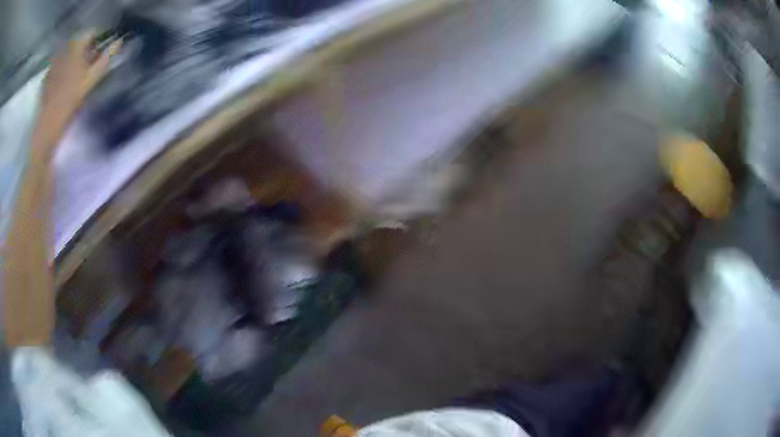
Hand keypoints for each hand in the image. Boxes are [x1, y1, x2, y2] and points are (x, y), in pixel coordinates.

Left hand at [37, 31, 120, 145]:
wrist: (47, 126)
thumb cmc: (70, 102)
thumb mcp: (90, 81)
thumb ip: (104, 60)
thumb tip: (118, 42)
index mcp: (75, 48)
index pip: (90, 33)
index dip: (96, 40)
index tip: (97, 53)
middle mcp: (64, 51)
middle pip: (77, 43)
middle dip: (83, 51)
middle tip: (86, 66)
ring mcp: (53, 64)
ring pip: (67, 54)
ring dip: (72, 60)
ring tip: (73, 76)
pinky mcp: (46, 77)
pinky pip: (57, 67)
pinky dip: (61, 70)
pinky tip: (61, 84)